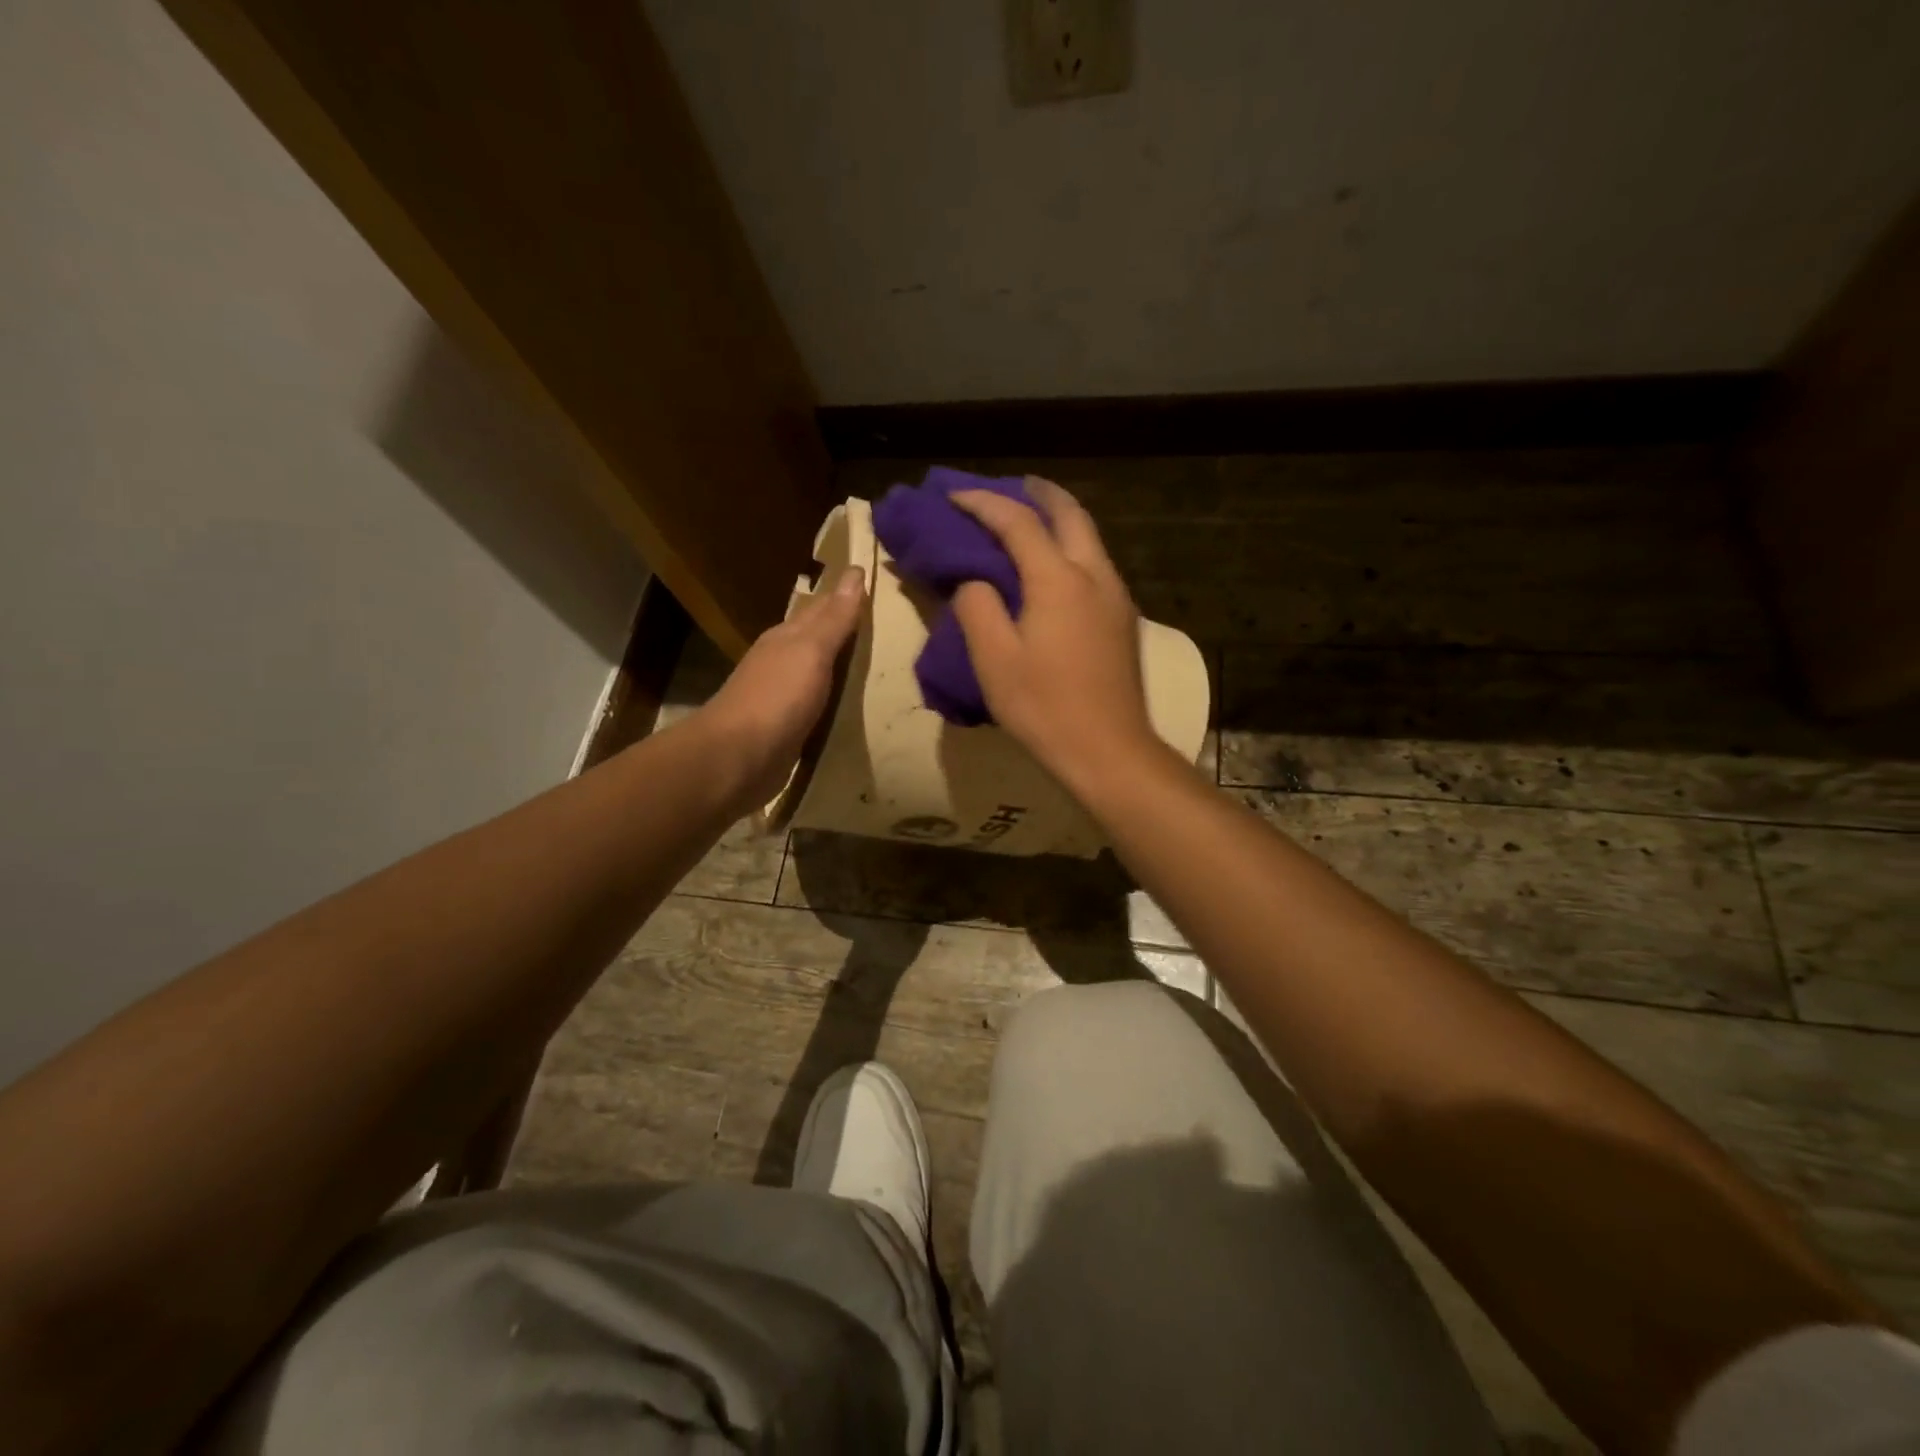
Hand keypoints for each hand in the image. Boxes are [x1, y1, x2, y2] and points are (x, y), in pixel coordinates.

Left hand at [697, 566, 864, 808]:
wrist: (738, 758)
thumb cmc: (777, 697)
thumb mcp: (811, 651)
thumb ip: (834, 618)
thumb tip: (854, 573)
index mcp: (786, 638)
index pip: (821, 607)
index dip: (845, 595)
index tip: (870, 581)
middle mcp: (781, 661)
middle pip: (816, 637)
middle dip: (842, 627)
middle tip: (880, 619)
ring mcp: (780, 696)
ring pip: (815, 671)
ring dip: (837, 664)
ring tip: (871, 660)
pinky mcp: (785, 728)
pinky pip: (816, 705)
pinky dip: (832, 698)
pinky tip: (847, 703)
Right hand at [950, 480, 1158, 789]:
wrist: (1107, 751)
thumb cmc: (1044, 706)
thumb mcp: (993, 659)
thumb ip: (977, 607)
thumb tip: (975, 581)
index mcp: (1059, 579)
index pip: (1017, 522)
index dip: (982, 503)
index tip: (953, 496)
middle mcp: (1095, 575)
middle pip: (1069, 513)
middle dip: (1037, 493)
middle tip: (1009, 487)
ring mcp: (1116, 597)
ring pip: (1089, 537)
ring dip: (1058, 519)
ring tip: (1029, 520)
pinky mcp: (1124, 620)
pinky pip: (1095, 564)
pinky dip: (1071, 547)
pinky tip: (1054, 567)